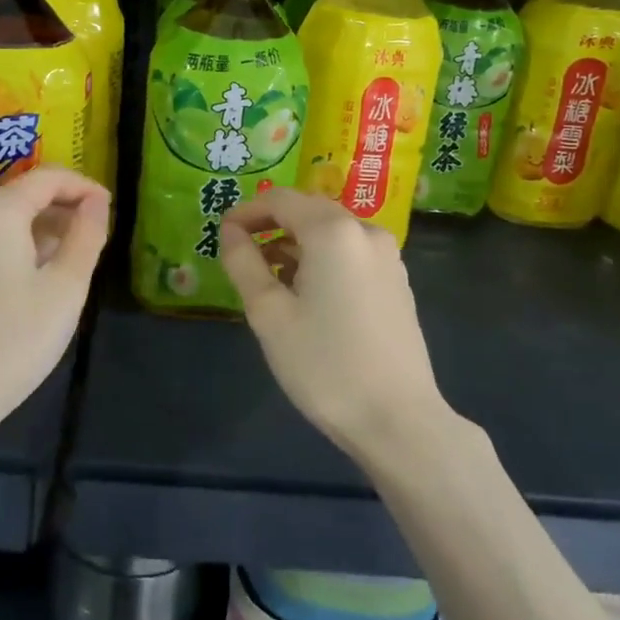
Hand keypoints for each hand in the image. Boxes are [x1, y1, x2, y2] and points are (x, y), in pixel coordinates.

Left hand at [0, 166, 109, 443]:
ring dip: (40, 231)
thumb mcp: (65, 287)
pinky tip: (33, 281)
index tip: (110, 208)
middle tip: (95, 239)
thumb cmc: (13, 339)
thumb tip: (96, 202)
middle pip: (23, 196)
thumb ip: (86, 235)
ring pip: (3, 221)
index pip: (48, 177)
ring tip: (69, 263)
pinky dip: (15, 248)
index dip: (83, 187)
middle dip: (62, 210)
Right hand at [220, 187, 446, 459]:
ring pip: (330, 232)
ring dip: (295, 243)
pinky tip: (306, 293)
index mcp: (333, 231)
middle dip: (270, 225)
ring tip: (268, 278)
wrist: (398, 421)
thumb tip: (230, 231)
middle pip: (308, 210)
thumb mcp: (269, 313)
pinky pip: (350, 253)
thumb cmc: (324, 365)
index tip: (221, 234)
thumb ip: (244, 262)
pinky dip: (322, 259)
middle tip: (241, 254)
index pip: (280, 199)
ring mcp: (388, 256)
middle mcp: (365, 231)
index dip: (246, 211)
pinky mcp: (397, 281)